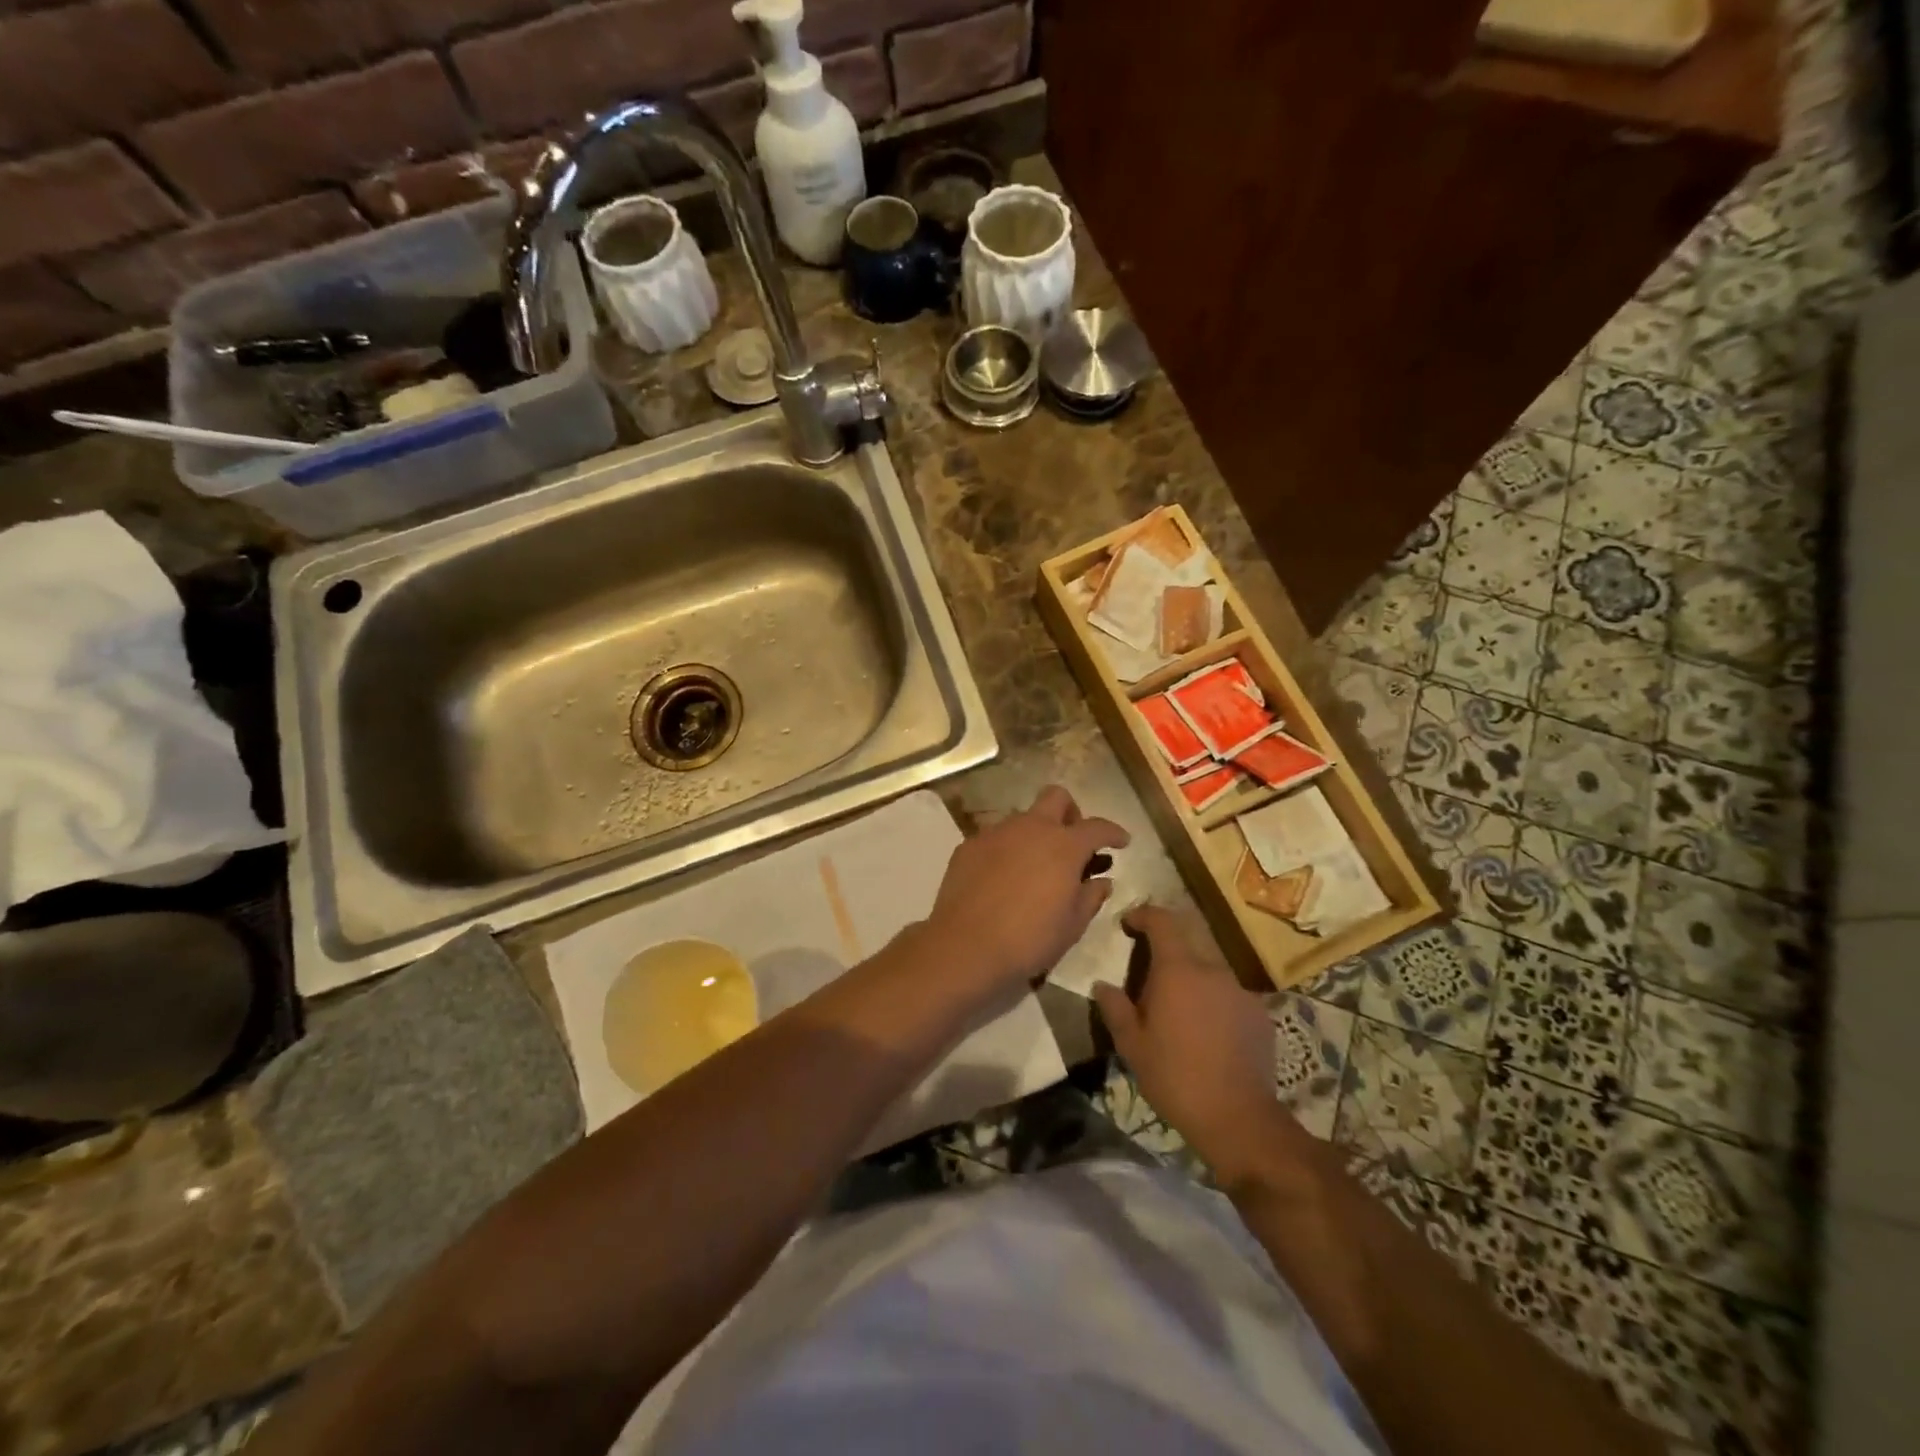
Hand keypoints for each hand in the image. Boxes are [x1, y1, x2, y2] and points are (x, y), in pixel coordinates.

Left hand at [924, 786, 1128, 998]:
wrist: (965, 945)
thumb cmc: (1028, 939)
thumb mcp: (1072, 926)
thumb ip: (1090, 897)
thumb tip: (1101, 881)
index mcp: (1063, 846)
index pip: (1097, 827)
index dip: (1113, 832)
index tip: (1121, 841)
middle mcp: (1031, 828)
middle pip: (1056, 797)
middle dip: (1071, 813)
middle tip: (1072, 842)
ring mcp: (996, 832)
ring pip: (1023, 817)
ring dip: (1035, 833)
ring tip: (1034, 866)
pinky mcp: (969, 845)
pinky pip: (996, 837)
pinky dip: (1007, 849)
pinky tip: (1003, 877)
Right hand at [1092, 905, 1284, 1183]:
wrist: (1238, 1118)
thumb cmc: (1175, 1077)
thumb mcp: (1131, 1045)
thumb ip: (1114, 1008)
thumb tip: (1102, 985)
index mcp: (1178, 970)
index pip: (1162, 920)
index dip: (1143, 915)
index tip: (1128, 924)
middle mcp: (1212, 970)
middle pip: (1187, 942)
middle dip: (1165, 950)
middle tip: (1147, 976)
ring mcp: (1240, 991)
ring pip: (1209, 970)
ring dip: (1190, 978)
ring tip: (1177, 1010)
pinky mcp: (1259, 1014)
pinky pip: (1229, 994)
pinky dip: (1213, 1001)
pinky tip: (1206, 1033)